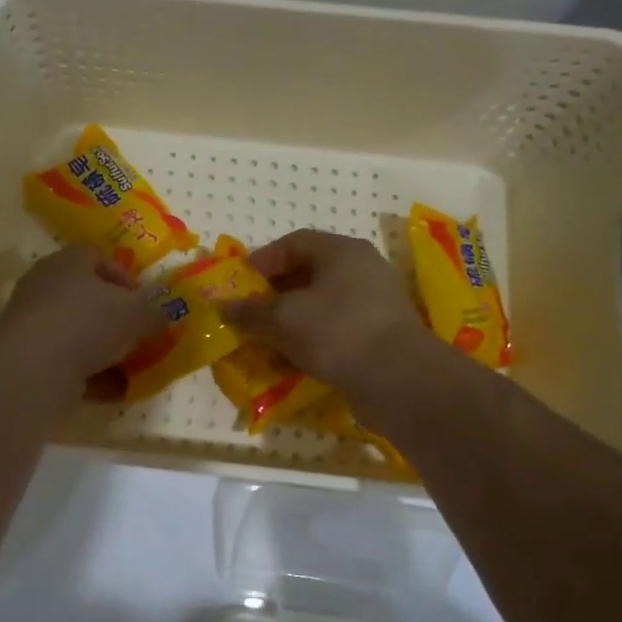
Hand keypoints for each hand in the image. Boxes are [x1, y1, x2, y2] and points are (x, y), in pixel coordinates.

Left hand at [0, 245, 164, 397]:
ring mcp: (36, 326)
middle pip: (88, 299)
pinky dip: (93, 377)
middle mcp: (47, 288)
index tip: (146, 302)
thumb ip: (154, 312)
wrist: (33, 368)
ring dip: (107, 351)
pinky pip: (70, 366)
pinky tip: (116, 391)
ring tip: (135, 368)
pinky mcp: (31, 361)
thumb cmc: (88, 322)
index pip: (98, 258)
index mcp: (69, 262)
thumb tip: (164, 314)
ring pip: (80, 335)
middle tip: (142, 336)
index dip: (126, 278)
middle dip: (118, 320)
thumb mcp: (136, 313)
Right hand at [225, 229, 434, 397]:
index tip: (241, 282)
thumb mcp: (283, 318)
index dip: (264, 259)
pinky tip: (290, 363)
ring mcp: (373, 305)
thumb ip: (251, 311)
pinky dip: (310, 342)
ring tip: (265, 341)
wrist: (398, 378)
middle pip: (309, 273)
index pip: (295, 242)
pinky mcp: (377, 337)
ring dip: (290, 322)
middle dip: (274, 294)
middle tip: (250, 312)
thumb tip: (224, 306)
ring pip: (321, 306)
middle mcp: (361, 270)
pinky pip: (335, 331)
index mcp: (341, 252)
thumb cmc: (336, 331)